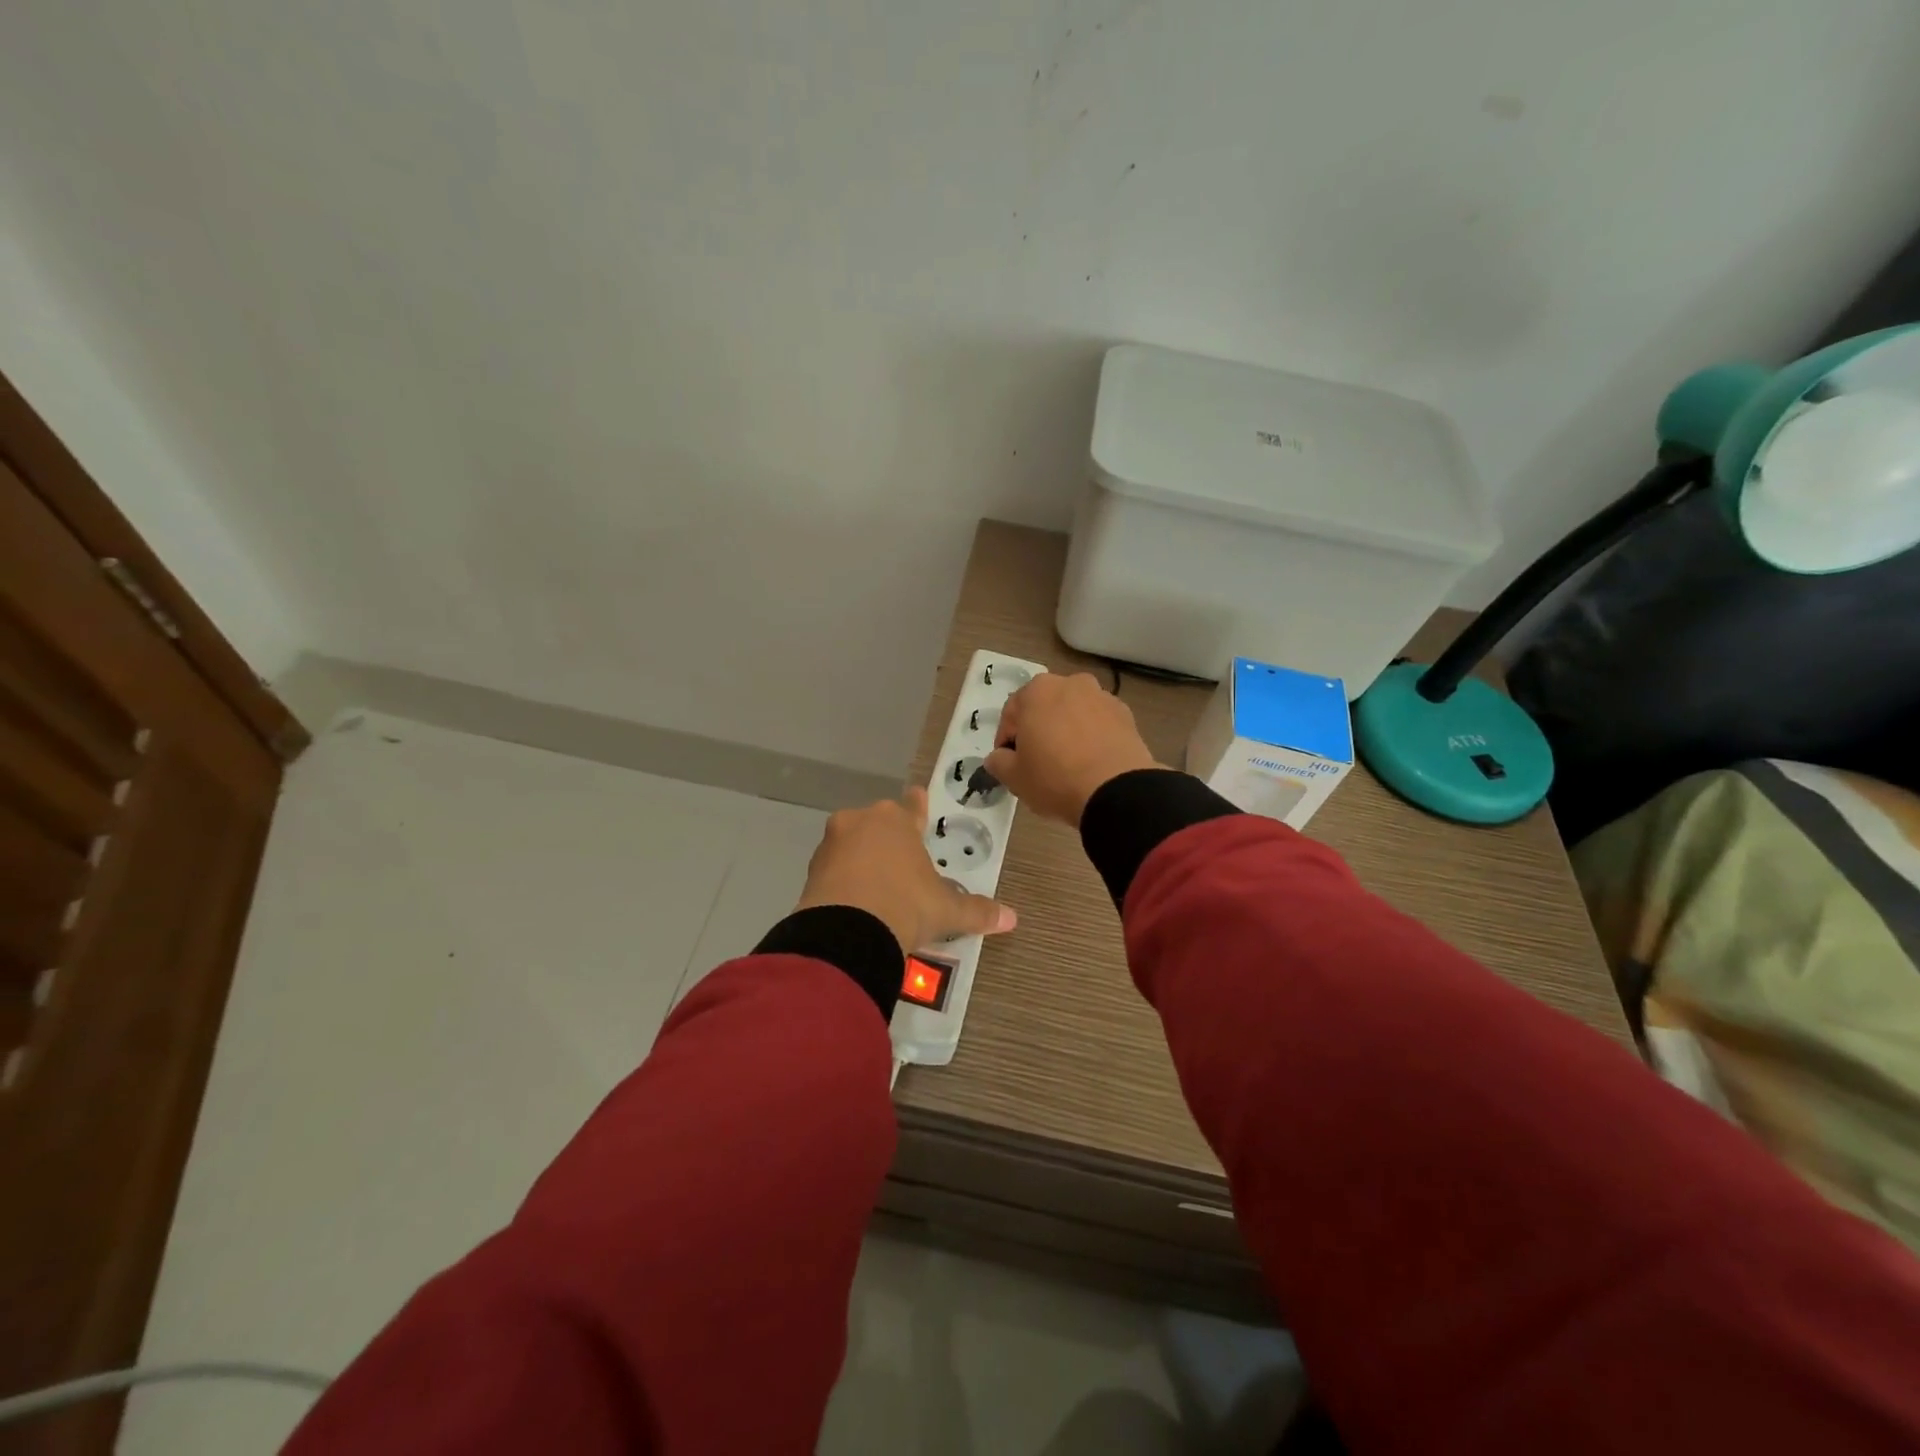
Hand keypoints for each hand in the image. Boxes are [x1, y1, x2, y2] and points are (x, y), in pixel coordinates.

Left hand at [794, 788, 1016, 952]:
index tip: (918, 795)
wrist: (847, 932)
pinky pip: (833, 869)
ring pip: (852, 844)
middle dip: (888, 839)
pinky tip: (854, 901)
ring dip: (862, 858)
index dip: (918, 805)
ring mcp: (832, 844)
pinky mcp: (811, 870)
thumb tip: (1011, 919)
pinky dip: (844, 879)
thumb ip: (977, 911)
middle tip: (901, 861)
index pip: (912, 807)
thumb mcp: (946, 910)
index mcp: (896, 820)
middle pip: (878, 824)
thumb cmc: (905, 905)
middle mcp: (861, 822)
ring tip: (876, 886)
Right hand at [985, 673, 1158, 826]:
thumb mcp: (1014, 777)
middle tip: (1037, 761)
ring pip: (1074, 713)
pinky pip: (1099, 724)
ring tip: (1068, 763)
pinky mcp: (1126, 715)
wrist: (1116, 791)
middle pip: (1045, 707)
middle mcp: (1070, 683)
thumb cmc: (1055, 778)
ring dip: (1067, 730)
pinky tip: (1091, 762)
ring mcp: (1102, 697)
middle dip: (1038, 729)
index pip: (1011, 713)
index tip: (1009, 762)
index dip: (1006, 740)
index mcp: (1037, 690)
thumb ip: (998, 762)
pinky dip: (1092, 737)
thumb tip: (998, 757)